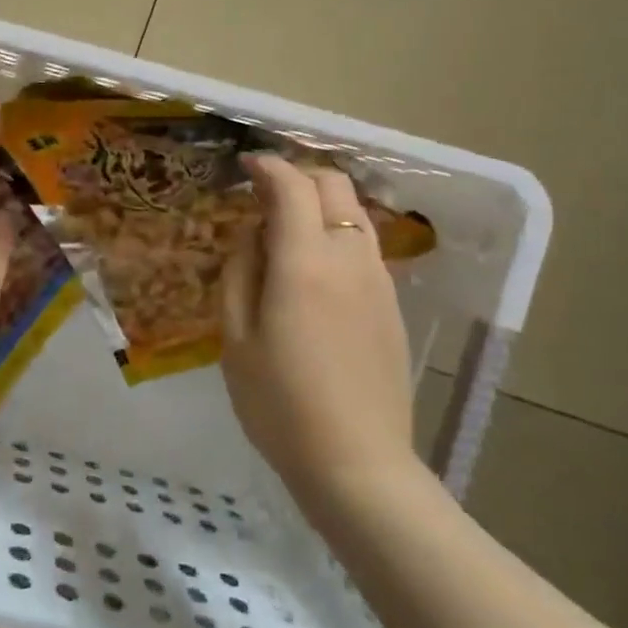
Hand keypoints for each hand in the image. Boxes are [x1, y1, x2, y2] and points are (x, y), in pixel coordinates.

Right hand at [221, 155, 417, 501]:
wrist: (357, 462)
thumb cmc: (280, 403)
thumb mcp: (236, 338)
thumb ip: (241, 272)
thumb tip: (254, 233)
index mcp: (305, 261)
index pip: (292, 186)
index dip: (267, 167)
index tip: (246, 166)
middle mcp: (349, 257)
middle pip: (334, 185)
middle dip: (298, 176)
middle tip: (264, 194)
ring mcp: (378, 280)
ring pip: (354, 213)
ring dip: (321, 204)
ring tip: (286, 229)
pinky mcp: (391, 304)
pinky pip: (363, 246)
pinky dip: (337, 234)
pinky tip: (314, 269)